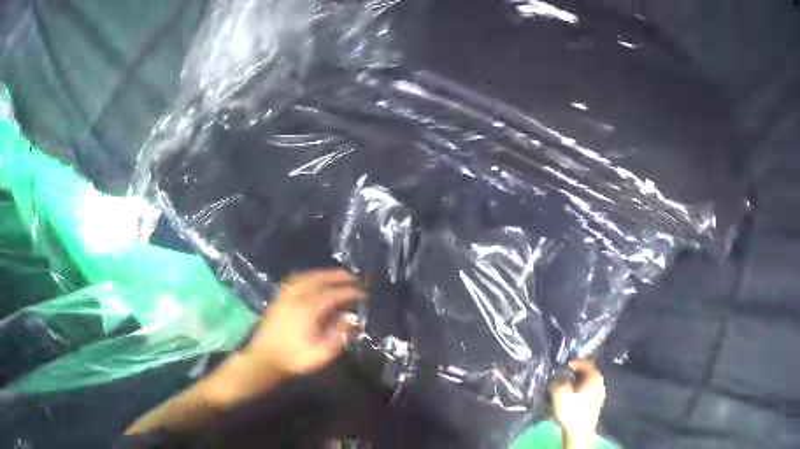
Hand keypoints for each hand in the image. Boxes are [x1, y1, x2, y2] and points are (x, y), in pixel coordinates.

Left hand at [202, 269, 365, 407]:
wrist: (264, 359)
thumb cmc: (294, 358)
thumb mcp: (322, 353)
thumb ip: (339, 334)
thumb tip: (351, 317)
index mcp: (309, 308)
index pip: (335, 294)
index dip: (351, 293)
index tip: (364, 294)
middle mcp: (297, 296)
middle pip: (320, 279)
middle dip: (338, 276)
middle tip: (353, 277)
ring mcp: (286, 296)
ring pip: (307, 276)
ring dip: (323, 273)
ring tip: (336, 275)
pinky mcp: (279, 299)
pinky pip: (296, 280)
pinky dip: (308, 276)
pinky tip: (311, 280)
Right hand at [552, 359, 605, 448]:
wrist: (579, 432)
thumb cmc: (572, 412)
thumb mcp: (561, 394)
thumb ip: (558, 382)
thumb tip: (559, 377)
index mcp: (595, 378)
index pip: (587, 363)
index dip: (576, 362)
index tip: (565, 365)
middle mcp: (600, 384)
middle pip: (588, 373)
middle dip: (576, 372)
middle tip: (564, 375)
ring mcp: (599, 394)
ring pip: (587, 383)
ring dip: (577, 382)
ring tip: (565, 386)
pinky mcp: (595, 404)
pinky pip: (587, 391)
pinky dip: (579, 390)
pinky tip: (571, 397)